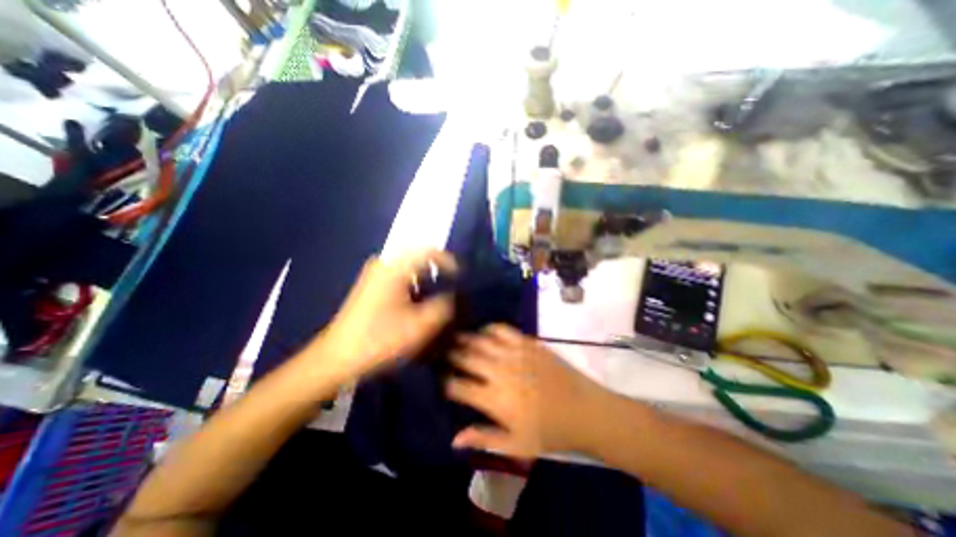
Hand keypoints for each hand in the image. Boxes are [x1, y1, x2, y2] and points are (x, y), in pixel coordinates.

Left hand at [316, 250, 456, 381]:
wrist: (337, 357)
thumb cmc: (380, 340)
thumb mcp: (420, 326)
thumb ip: (443, 307)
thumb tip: (451, 296)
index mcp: (395, 268)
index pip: (428, 252)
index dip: (448, 261)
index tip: (460, 276)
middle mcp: (383, 264)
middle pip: (418, 257)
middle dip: (437, 269)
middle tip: (450, 285)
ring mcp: (374, 274)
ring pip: (408, 267)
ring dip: (424, 277)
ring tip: (436, 294)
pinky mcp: (370, 285)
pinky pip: (399, 275)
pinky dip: (413, 283)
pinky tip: (416, 301)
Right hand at [451, 325, 610, 459]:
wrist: (584, 410)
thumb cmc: (550, 432)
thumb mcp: (515, 445)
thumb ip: (483, 439)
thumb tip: (453, 439)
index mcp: (494, 399)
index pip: (458, 386)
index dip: (445, 382)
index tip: (441, 379)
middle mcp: (499, 371)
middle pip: (466, 357)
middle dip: (451, 354)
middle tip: (443, 352)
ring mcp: (514, 353)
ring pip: (481, 341)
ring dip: (465, 339)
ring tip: (456, 338)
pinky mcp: (528, 343)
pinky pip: (502, 329)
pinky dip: (490, 328)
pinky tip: (484, 331)